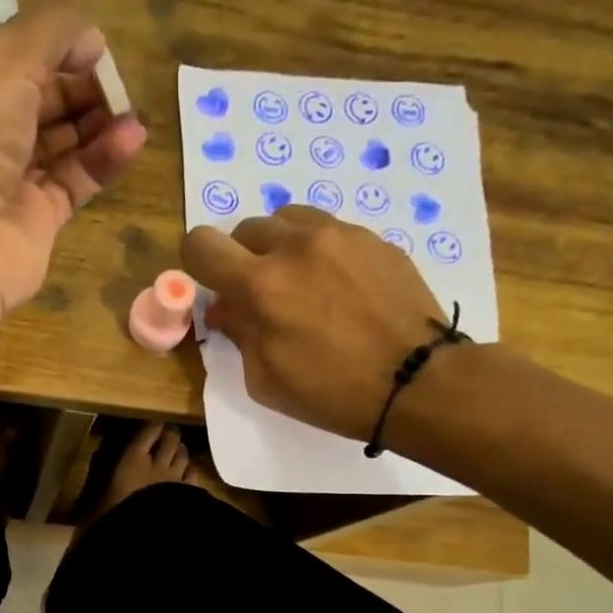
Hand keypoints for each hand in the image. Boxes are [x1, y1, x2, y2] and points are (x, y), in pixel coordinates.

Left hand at [0, 0, 147, 314]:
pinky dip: (103, 159)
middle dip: (78, 87)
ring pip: (59, 144)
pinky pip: (74, 182)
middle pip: (38, 103)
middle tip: (114, 83)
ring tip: (130, 111)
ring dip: (97, 122)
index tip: (90, 47)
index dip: (51, 50)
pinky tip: (132, 139)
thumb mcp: (3, 57)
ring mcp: (6, 184)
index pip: (9, 63)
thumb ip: (52, 30)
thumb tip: (91, 39)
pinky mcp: (35, 223)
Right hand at [182, 206, 451, 442]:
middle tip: (260, 293)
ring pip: (287, 219)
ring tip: (299, 281)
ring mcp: (339, 235)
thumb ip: (239, 335)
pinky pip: (329, 229)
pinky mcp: (372, 238)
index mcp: (260, 286)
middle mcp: (294, 247)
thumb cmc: (331, 393)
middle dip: (242, 259)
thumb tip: (225, 309)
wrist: (416, 381)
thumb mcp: (265, 379)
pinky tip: (337, 285)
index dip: (197, 262)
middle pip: (245, 229)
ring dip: (280, 246)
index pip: (201, 244)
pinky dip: (319, 251)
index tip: (212, 283)